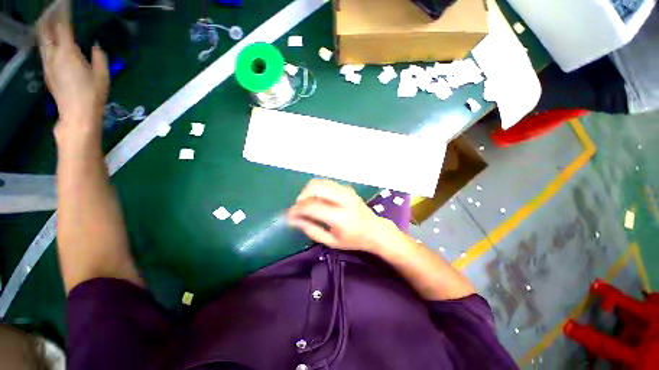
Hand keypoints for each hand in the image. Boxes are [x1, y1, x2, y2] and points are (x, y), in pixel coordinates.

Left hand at [37, 1, 108, 144]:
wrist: (77, 114)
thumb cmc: (93, 94)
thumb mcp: (103, 75)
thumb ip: (99, 57)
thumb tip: (96, 46)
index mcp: (68, 52)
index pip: (63, 25)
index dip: (63, 11)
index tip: (65, 2)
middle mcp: (54, 54)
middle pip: (46, 29)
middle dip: (49, 15)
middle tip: (54, 7)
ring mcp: (48, 63)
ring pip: (41, 38)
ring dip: (44, 26)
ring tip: (48, 18)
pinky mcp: (47, 71)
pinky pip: (43, 49)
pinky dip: (45, 38)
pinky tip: (48, 37)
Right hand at [287, 179, 394, 251]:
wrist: (375, 230)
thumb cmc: (353, 239)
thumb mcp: (331, 241)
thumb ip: (311, 229)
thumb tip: (294, 220)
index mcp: (340, 216)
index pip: (311, 206)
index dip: (296, 209)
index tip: (289, 215)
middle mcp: (343, 199)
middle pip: (314, 187)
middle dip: (301, 196)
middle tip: (299, 208)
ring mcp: (346, 190)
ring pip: (319, 182)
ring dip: (308, 191)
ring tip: (306, 203)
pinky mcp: (347, 188)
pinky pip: (326, 183)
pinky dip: (317, 189)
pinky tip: (317, 199)